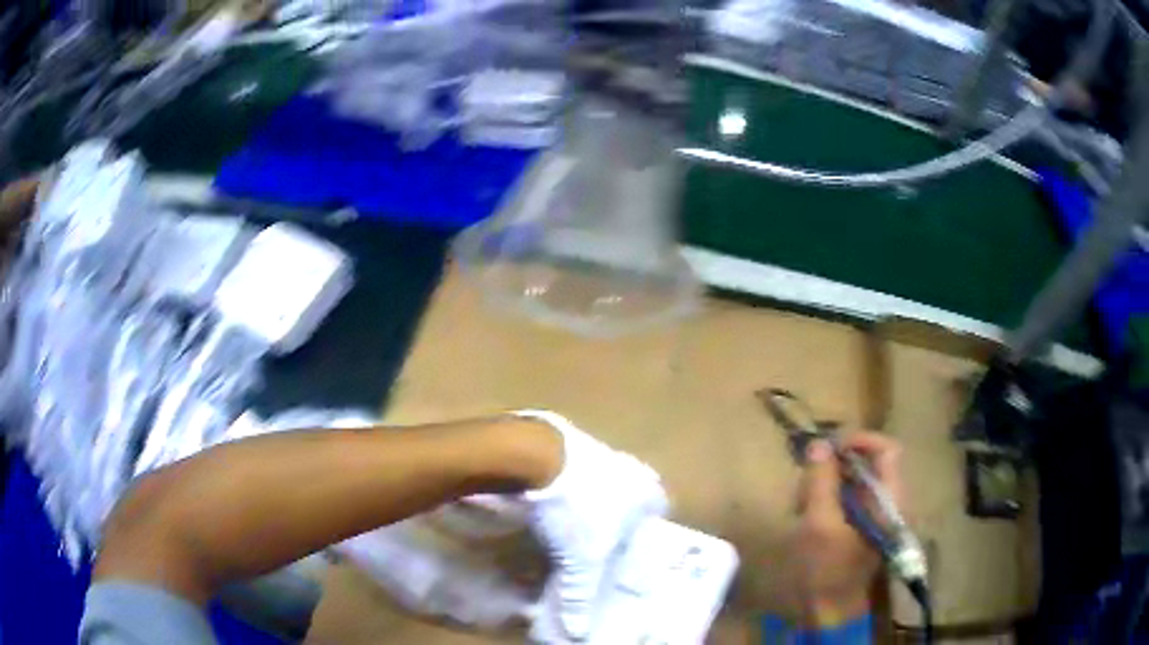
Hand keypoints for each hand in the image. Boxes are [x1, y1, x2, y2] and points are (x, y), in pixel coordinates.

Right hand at [786, 431, 902, 627]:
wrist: (829, 612)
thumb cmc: (827, 570)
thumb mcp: (819, 524)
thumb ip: (821, 482)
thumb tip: (819, 443)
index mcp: (890, 500)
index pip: (887, 450)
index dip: (860, 440)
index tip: (827, 446)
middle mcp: (889, 502)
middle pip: (868, 464)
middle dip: (835, 467)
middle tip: (805, 482)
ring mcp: (876, 515)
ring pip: (854, 482)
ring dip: (827, 485)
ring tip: (801, 504)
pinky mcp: (862, 527)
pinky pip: (848, 499)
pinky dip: (827, 499)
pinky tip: (807, 516)